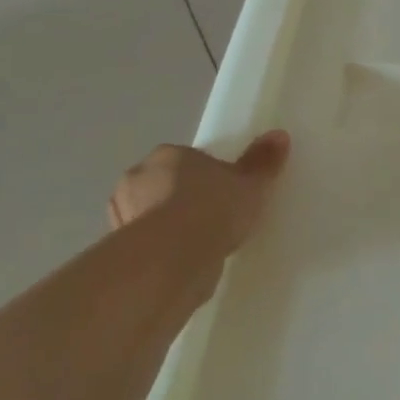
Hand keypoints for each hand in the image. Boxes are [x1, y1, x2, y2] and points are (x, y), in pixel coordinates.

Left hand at [108, 132, 290, 256]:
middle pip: (164, 184)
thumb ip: (262, 162)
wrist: (173, 259)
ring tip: (198, 245)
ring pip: (150, 215)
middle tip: (212, 218)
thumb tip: (279, 135)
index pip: (186, 160)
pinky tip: (183, 263)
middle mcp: (137, 178)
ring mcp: (122, 215)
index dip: (205, 176)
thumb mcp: (250, 184)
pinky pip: (146, 245)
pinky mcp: (119, 249)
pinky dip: (160, 251)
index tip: (224, 193)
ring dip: (168, 226)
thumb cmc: (213, 209)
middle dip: (181, 199)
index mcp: (168, 155)